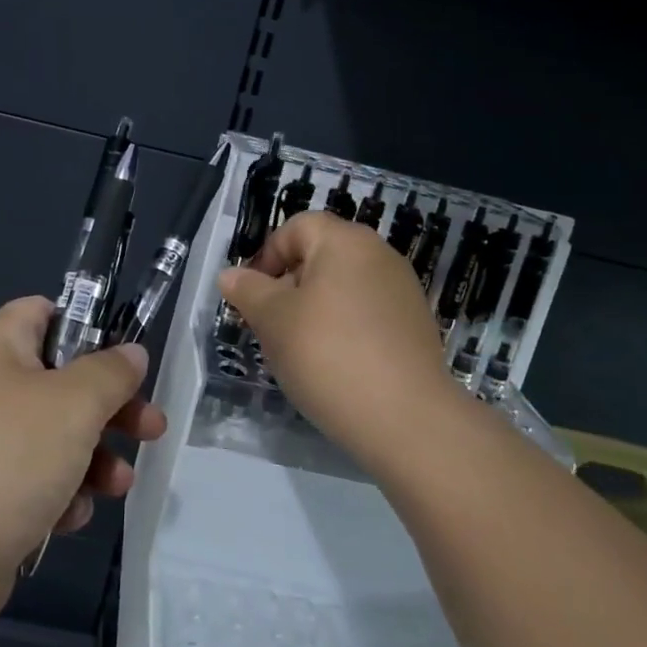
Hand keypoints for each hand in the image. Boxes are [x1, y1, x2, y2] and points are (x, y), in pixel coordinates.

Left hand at [0, 296, 165, 629]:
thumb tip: (131, 353)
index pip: (44, 312)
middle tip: (151, 428)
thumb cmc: (7, 454)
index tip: (127, 358)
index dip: (89, 326)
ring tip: (118, 484)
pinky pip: (36, 483)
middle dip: (111, 407)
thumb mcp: (75, 402)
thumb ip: (111, 372)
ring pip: (56, 438)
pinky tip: (70, 516)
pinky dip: (61, 495)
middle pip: (63, 382)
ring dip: (95, 459)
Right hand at [218, 212, 463, 474]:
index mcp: (346, 241)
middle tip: (269, 325)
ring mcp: (403, 291)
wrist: (405, 418)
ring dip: (315, 309)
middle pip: (322, 255)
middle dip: (288, 284)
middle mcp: (380, 255)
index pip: (297, 227)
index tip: (250, 295)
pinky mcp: (415, 326)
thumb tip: (230, 274)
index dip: (267, 254)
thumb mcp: (272, 320)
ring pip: (343, 287)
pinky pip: (367, 313)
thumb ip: (247, 290)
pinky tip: (334, 364)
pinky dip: (344, 328)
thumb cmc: (327, 354)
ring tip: (299, 349)